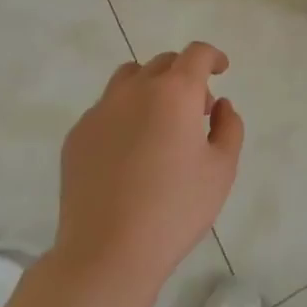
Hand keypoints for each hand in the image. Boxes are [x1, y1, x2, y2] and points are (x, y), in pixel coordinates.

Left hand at [54, 42, 242, 295]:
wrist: (107, 252)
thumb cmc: (174, 210)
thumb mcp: (221, 171)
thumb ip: (228, 128)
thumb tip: (221, 105)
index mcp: (174, 93)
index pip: (196, 54)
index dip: (212, 56)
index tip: (221, 69)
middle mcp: (135, 90)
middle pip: (163, 63)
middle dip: (185, 76)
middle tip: (197, 110)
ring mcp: (100, 110)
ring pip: (129, 78)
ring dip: (151, 87)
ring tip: (160, 122)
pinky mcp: (78, 134)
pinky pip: (106, 109)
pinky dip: (124, 114)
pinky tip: (130, 152)